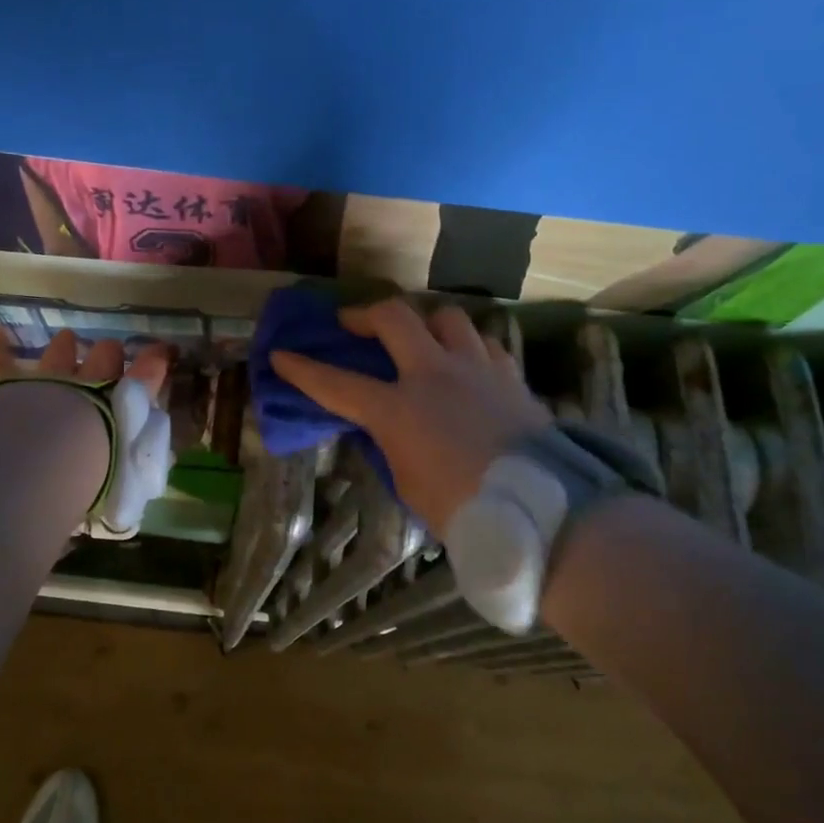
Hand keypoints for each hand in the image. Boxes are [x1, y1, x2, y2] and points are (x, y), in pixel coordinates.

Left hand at [0, 327, 174, 537]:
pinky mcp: (9, 384)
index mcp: (120, 405)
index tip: (163, 352)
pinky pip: (1, 361)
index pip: (147, 376)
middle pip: (104, 357)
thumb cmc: (93, 473)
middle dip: (108, 355)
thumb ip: (138, 469)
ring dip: (64, 348)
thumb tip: (158, 468)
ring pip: (60, 353)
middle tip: (109, 355)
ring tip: (67, 340)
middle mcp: (89, 384)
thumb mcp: (128, 480)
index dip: (155, 362)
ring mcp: (49, 379)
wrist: (47, 458)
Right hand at [269, 299, 551, 536]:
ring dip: (425, 322)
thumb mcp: (407, 481)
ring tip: (420, 337)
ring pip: (446, 318)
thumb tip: (385, 425)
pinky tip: (466, 363)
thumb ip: (391, 443)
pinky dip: (467, 347)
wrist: (541, 507)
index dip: (304, 369)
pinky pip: (484, 344)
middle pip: (395, 318)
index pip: (337, 383)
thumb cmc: (462, 508)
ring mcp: (475, 368)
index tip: (282, 355)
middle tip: (353, 323)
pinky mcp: (509, 375)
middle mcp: (433, 374)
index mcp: (398, 409)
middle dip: (365, 314)